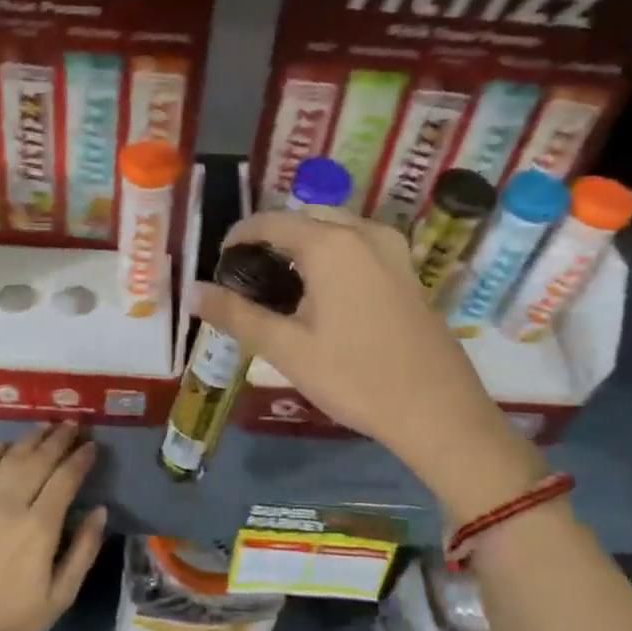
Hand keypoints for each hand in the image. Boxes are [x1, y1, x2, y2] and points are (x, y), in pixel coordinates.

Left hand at [0, 423, 106, 630]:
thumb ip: (83, 550)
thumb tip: (99, 511)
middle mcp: (10, 507)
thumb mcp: (60, 597)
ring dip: (29, 440)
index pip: (65, 479)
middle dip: (59, 439)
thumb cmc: (12, 624)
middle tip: (73, 425)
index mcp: (40, 528)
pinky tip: (2, 445)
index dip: (81, 459)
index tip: (93, 446)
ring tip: (46, 427)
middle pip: (38, 461)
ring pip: (9, 460)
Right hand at [192, 210, 543, 513]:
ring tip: (280, 286)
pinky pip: (358, 245)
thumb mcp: (286, 348)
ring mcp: (393, 250)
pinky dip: (331, 255)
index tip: (220, 263)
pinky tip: (321, 295)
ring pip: (334, 229)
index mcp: (331, 244)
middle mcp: (364, 233)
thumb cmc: (355, 377)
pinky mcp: (408, 271)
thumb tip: (193, 292)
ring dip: (303, 246)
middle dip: (272, 239)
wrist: (438, 412)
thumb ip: (235, 314)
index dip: (239, 236)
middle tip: (248, 277)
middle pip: (304, 219)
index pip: (270, 221)